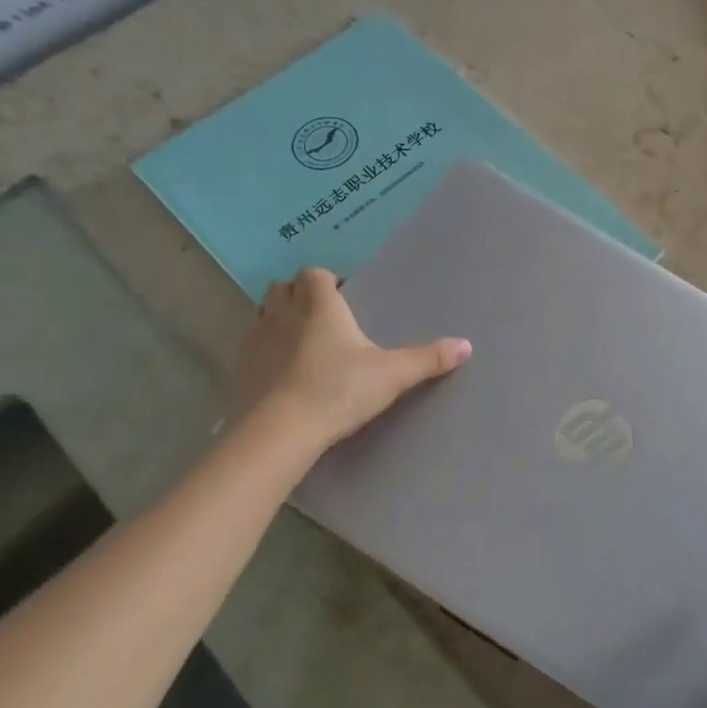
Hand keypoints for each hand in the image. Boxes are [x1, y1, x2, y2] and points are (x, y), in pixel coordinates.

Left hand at [231, 269, 471, 447]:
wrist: (280, 432)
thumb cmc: (339, 390)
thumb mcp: (392, 375)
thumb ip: (428, 359)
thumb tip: (466, 346)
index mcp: (319, 306)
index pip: (316, 275)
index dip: (328, 282)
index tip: (344, 298)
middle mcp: (283, 313)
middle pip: (283, 288)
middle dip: (299, 296)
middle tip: (323, 318)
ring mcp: (255, 340)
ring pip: (262, 314)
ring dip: (278, 321)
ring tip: (302, 344)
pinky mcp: (240, 370)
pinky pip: (250, 348)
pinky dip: (264, 353)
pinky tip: (281, 375)